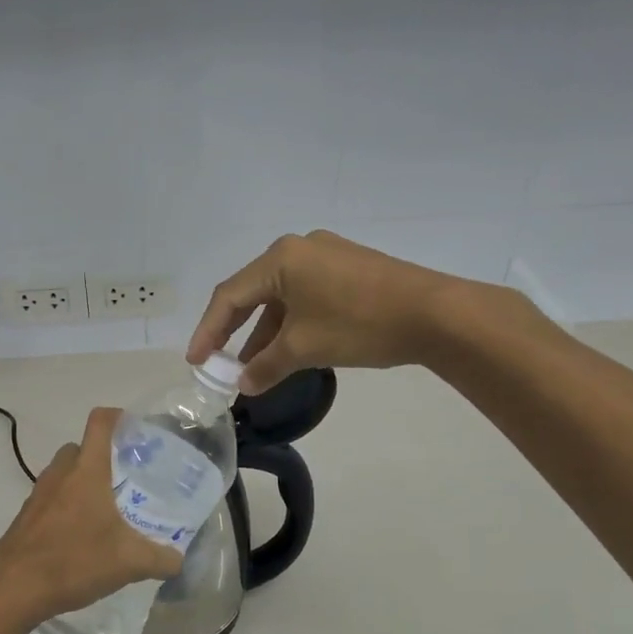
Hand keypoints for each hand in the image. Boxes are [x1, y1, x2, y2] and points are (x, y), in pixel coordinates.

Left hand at [0, 407, 184, 630]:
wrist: (13, 588)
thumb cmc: (74, 561)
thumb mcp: (129, 563)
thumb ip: (161, 559)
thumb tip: (180, 561)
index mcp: (87, 470)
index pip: (100, 423)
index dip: (118, 417)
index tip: (135, 429)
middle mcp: (60, 474)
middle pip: (80, 447)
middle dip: (101, 455)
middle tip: (125, 477)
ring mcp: (38, 494)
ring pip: (62, 473)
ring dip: (81, 481)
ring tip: (105, 508)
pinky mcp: (25, 517)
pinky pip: (50, 498)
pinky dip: (65, 506)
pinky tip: (80, 536)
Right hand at [187, 231, 471, 394]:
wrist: (436, 314)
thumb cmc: (360, 324)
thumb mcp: (305, 349)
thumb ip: (266, 366)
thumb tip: (243, 384)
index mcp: (280, 259)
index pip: (230, 296)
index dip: (208, 331)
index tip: (196, 361)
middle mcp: (299, 249)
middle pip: (253, 292)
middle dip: (235, 331)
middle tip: (218, 361)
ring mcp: (327, 255)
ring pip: (282, 296)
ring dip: (266, 331)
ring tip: (255, 366)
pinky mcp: (349, 267)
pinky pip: (306, 294)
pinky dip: (292, 322)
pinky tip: (291, 348)